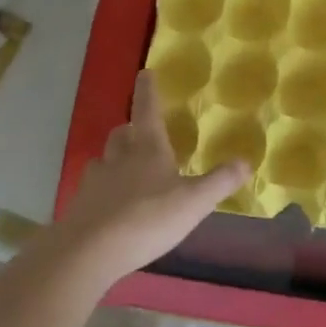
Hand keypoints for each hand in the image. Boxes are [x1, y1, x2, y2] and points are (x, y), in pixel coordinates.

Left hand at [53, 72, 250, 286]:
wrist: (88, 252)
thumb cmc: (147, 218)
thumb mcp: (195, 201)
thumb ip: (220, 181)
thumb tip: (245, 161)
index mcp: (148, 149)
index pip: (147, 111)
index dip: (148, 92)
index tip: (144, 73)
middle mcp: (118, 159)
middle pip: (121, 134)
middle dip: (130, 129)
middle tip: (140, 131)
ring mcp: (95, 183)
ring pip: (104, 161)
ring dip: (115, 160)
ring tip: (127, 171)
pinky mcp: (80, 208)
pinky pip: (93, 191)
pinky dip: (104, 192)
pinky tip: (113, 208)